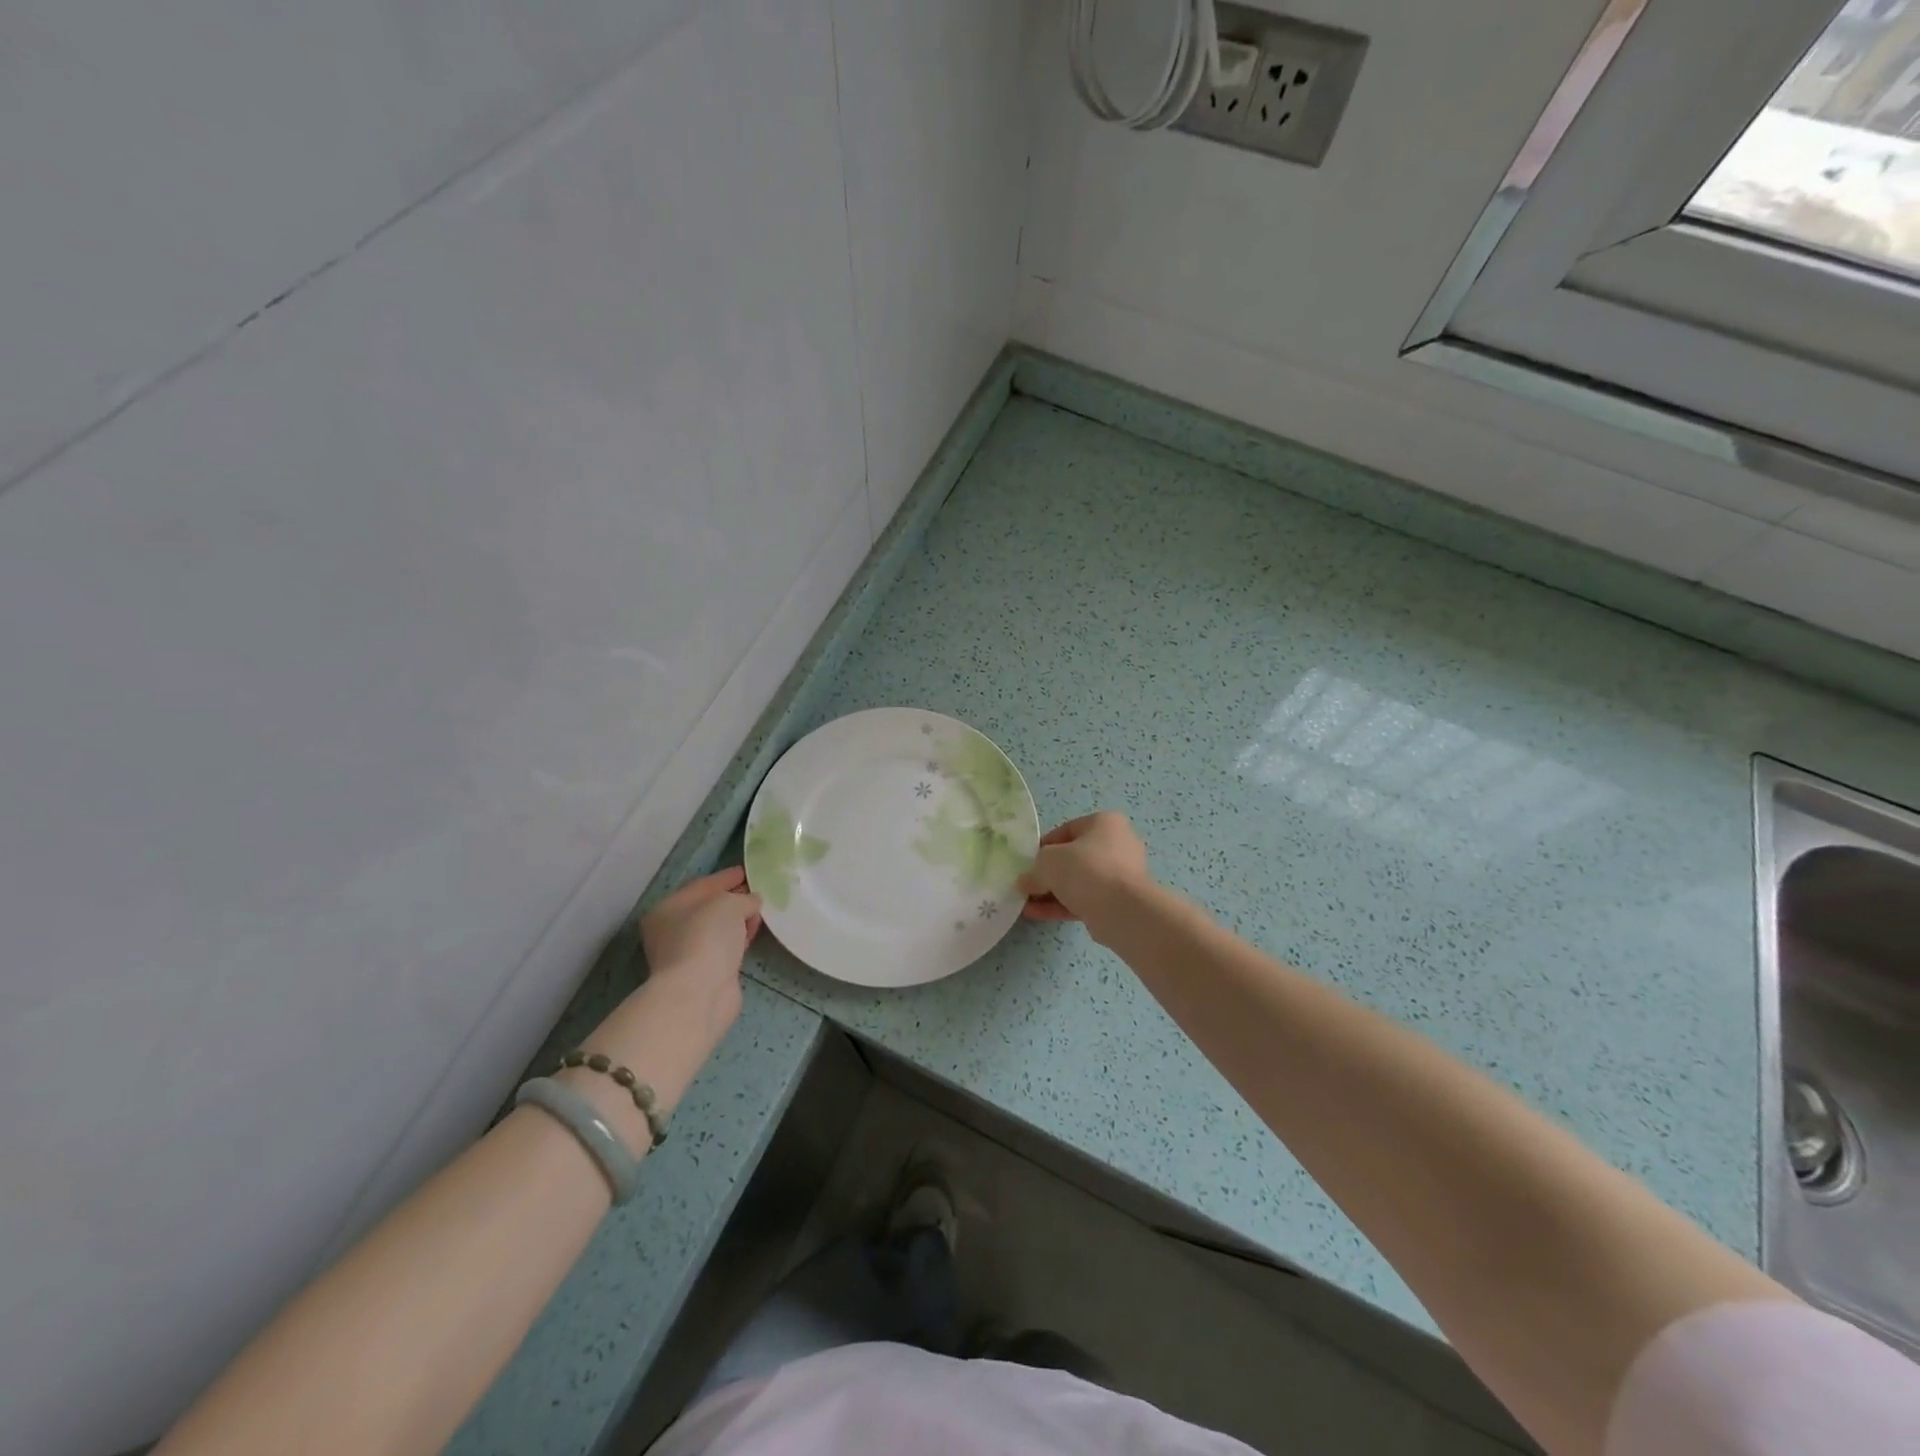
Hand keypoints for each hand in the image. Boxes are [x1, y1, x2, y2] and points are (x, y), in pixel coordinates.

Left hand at [636, 866, 761, 1045]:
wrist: (699, 993)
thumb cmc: (706, 938)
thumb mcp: (729, 904)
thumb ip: (743, 898)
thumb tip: (752, 901)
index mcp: (668, 909)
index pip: (701, 886)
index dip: (725, 877)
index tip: (746, 871)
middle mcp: (672, 931)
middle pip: (708, 909)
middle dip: (733, 899)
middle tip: (757, 891)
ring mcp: (688, 954)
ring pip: (718, 930)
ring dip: (738, 921)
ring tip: (761, 912)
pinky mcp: (706, 973)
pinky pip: (726, 948)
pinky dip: (739, 939)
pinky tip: (754, 934)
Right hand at [1020, 812, 1152, 930]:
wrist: (1122, 910)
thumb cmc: (1085, 869)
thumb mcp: (1048, 861)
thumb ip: (1034, 869)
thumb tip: (1026, 883)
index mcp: (1104, 823)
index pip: (1066, 831)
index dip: (1042, 846)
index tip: (1027, 863)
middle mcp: (1117, 844)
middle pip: (1073, 858)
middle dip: (1048, 873)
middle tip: (1027, 885)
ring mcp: (1120, 875)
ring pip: (1078, 881)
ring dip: (1052, 892)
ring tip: (1026, 904)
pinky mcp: (1118, 901)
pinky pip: (1085, 899)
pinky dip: (1062, 905)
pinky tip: (1038, 915)